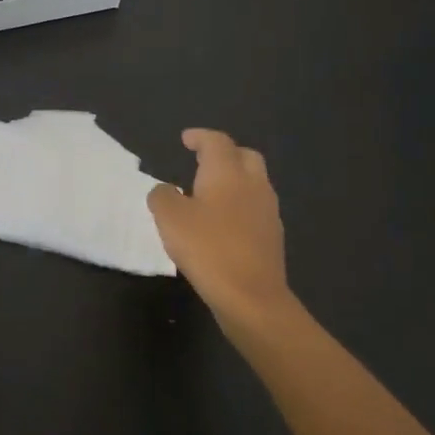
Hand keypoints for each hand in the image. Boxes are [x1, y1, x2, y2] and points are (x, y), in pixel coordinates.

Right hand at [147, 129, 300, 336]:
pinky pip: (255, 208)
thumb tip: (165, 190)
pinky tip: (222, 223)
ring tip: (208, 193)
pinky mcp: (272, 237)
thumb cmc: (208, 248)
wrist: (252, 297)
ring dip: (233, 180)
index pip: (217, 142)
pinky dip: (239, 205)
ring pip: (253, 182)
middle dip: (225, 153)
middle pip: (245, 156)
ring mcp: (268, 211)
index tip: (186, 139)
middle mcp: (253, 185)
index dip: (200, 137)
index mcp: (227, 173)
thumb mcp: (170, 218)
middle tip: (202, 161)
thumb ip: (162, 196)